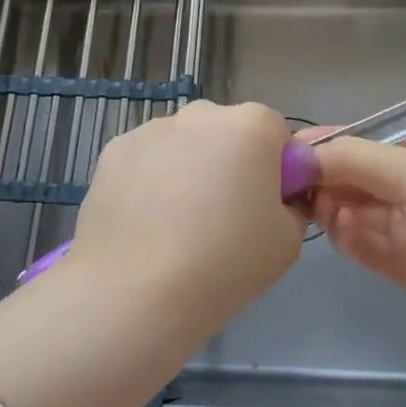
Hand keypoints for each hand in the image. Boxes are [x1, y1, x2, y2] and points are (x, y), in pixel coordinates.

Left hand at [68, 101, 303, 340]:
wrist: (135, 292)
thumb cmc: (224, 264)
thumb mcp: (288, 241)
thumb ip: (292, 204)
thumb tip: (277, 196)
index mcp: (252, 125)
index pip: (276, 133)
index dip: (276, 168)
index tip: (266, 206)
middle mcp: (202, 113)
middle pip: (227, 132)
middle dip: (229, 162)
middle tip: (223, 218)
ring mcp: (152, 128)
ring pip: (183, 144)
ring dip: (187, 169)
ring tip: (176, 226)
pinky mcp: (113, 150)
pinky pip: (146, 159)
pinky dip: (149, 180)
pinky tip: (144, 223)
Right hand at [310, 132, 405, 333]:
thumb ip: (352, 160)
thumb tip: (299, 153)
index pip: (365, 144)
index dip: (328, 146)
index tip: (290, 152)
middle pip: (355, 179)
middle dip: (324, 178)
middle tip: (289, 183)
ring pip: (355, 213)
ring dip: (332, 206)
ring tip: (315, 204)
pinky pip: (365, 246)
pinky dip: (347, 236)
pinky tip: (337, 225)